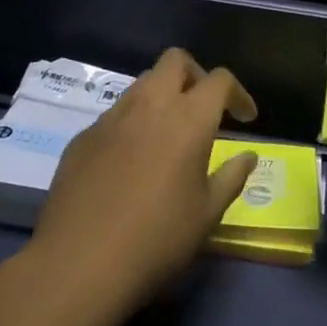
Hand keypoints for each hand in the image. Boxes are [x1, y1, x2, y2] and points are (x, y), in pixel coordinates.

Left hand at [30, 50, 257, 309]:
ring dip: (162, 96)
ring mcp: (111, 118)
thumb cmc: (157, 240)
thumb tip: (248, 156)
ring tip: (168, 134)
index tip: (245, 118)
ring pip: (142, 83)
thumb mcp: (207, 214)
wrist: (78, 264)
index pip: (219, 80)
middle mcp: (149, 105)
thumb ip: (232, 177)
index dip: (237, 93)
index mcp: (188, 118)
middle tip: (204, 109)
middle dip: (196, 75)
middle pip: (175, 61)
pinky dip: (132, 124)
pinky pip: (115, 115)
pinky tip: (130, 163)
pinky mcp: (83, 137)